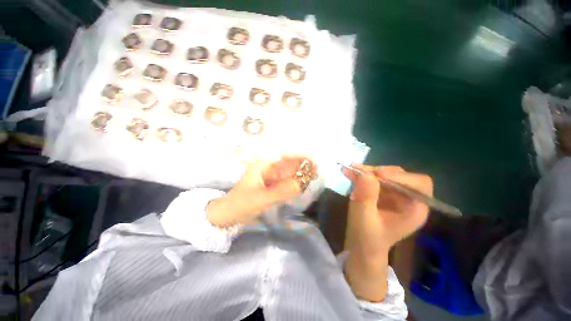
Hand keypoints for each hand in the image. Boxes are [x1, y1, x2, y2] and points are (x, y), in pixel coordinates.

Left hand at [207, 156, 316, 226]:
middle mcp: (268, 169)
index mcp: (264, 166)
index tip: (313, 163)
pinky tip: (302, 186)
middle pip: (288, 165)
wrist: (228, 215)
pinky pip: (284, 183)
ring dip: (299, 175)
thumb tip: (302, 184)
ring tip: (313, 178)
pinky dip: (293, 184)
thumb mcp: (261, 198)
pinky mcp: (270, 186)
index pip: (285, 158)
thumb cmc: (241, 204)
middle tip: (317, 173)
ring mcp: (269, 178)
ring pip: (287, 174)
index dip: (300, 158)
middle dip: (302, 167)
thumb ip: (281, 191)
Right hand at [343, 164, 432, 258]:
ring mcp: (394, 194)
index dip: (400, 177)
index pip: (419, 184)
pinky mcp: (382, 192)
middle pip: (399, 175)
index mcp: (414, 209)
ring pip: (384, 173)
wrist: (362, 245)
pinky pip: (373, 177)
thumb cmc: (367, 238)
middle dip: (378, 171)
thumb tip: (365, 173)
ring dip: (367, 171)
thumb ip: (366, 197)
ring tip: (350, 169)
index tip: (377, 176)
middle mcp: (408, 198)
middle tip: (358, 170)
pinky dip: (361, 174)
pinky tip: (348, 172)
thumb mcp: (364, 219)